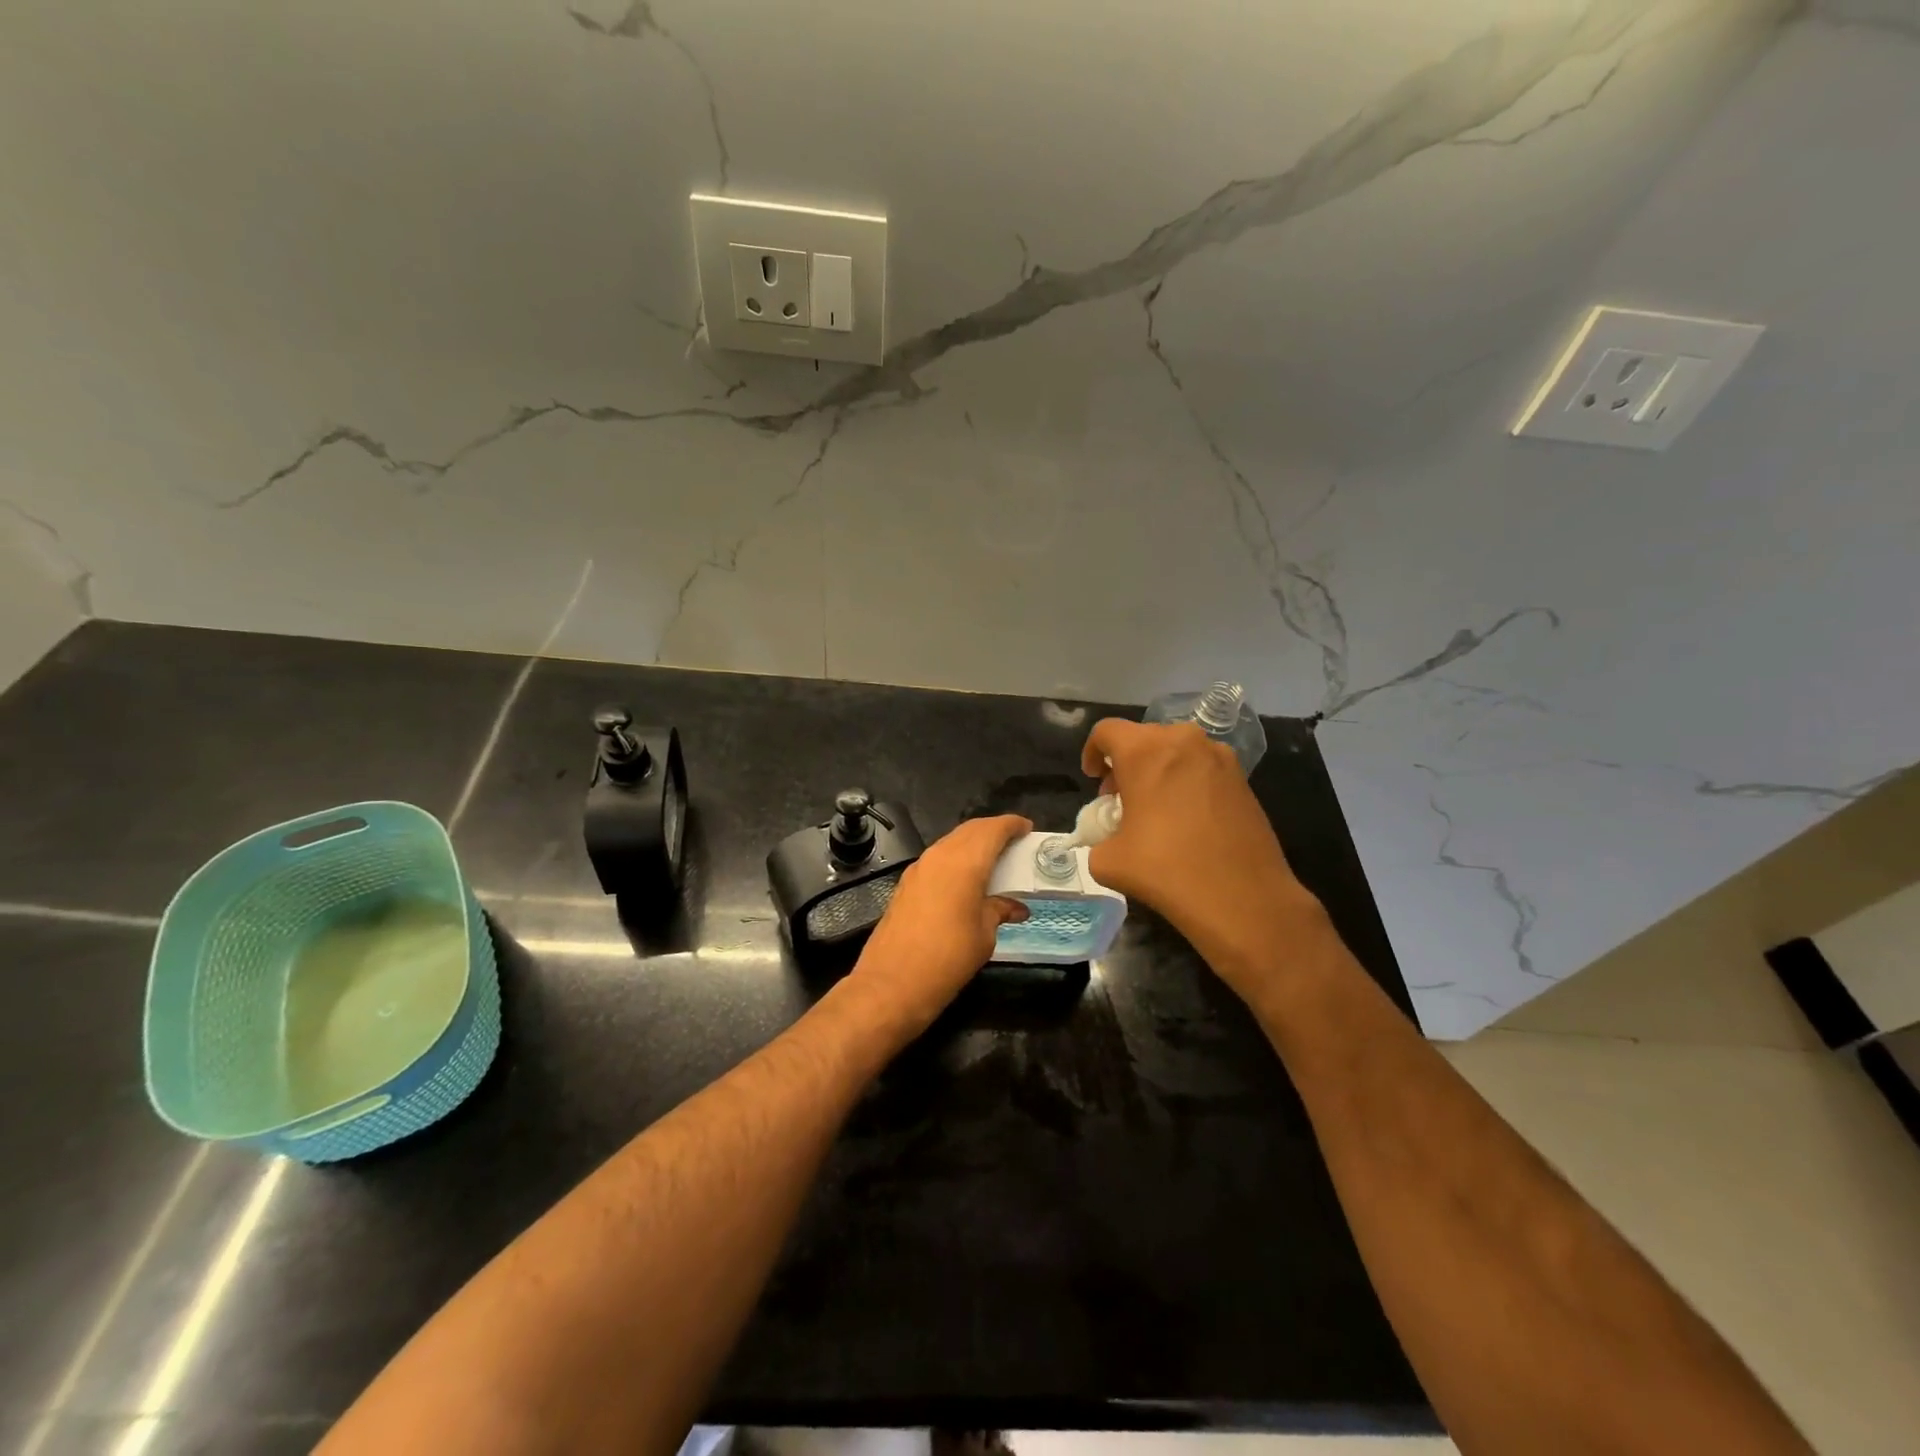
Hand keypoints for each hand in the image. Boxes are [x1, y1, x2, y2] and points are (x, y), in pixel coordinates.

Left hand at [848, 813, 1031, 1032]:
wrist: (891, 984)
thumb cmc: (947, 958)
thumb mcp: (984, 936)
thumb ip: (999, 911)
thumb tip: (1015, 907)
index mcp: (964, 862)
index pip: (992, 830)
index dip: (1012, 825)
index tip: (1027, 828)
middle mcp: (940, 856)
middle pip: (970, 830)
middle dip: (993, 831)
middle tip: (1014, 843)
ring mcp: (919, 868)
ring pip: (951, 843)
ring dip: (973, 845)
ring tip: (994, 861)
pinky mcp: (906, 884)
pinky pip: (938, 860)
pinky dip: (956, 860)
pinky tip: (966, 880)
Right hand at [1081, 719, 1321, 998]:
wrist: (1244, 899)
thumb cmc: (1167, 870)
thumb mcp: (1108, 861)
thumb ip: (1099, 839)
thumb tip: (1110, 840)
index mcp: (1145, 751)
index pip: (1107, 731)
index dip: (1092, 752)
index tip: (1094, 781)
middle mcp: (1184, 741)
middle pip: (1143, 738)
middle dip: (1126, 764)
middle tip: (1121, 800)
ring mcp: (1219, 757)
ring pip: (1176, 751)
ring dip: (1158, 771)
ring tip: (1155, 811)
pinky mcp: (1243, 779)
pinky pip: (1202, 768)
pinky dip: (1186, 783)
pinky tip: (1187, 821)